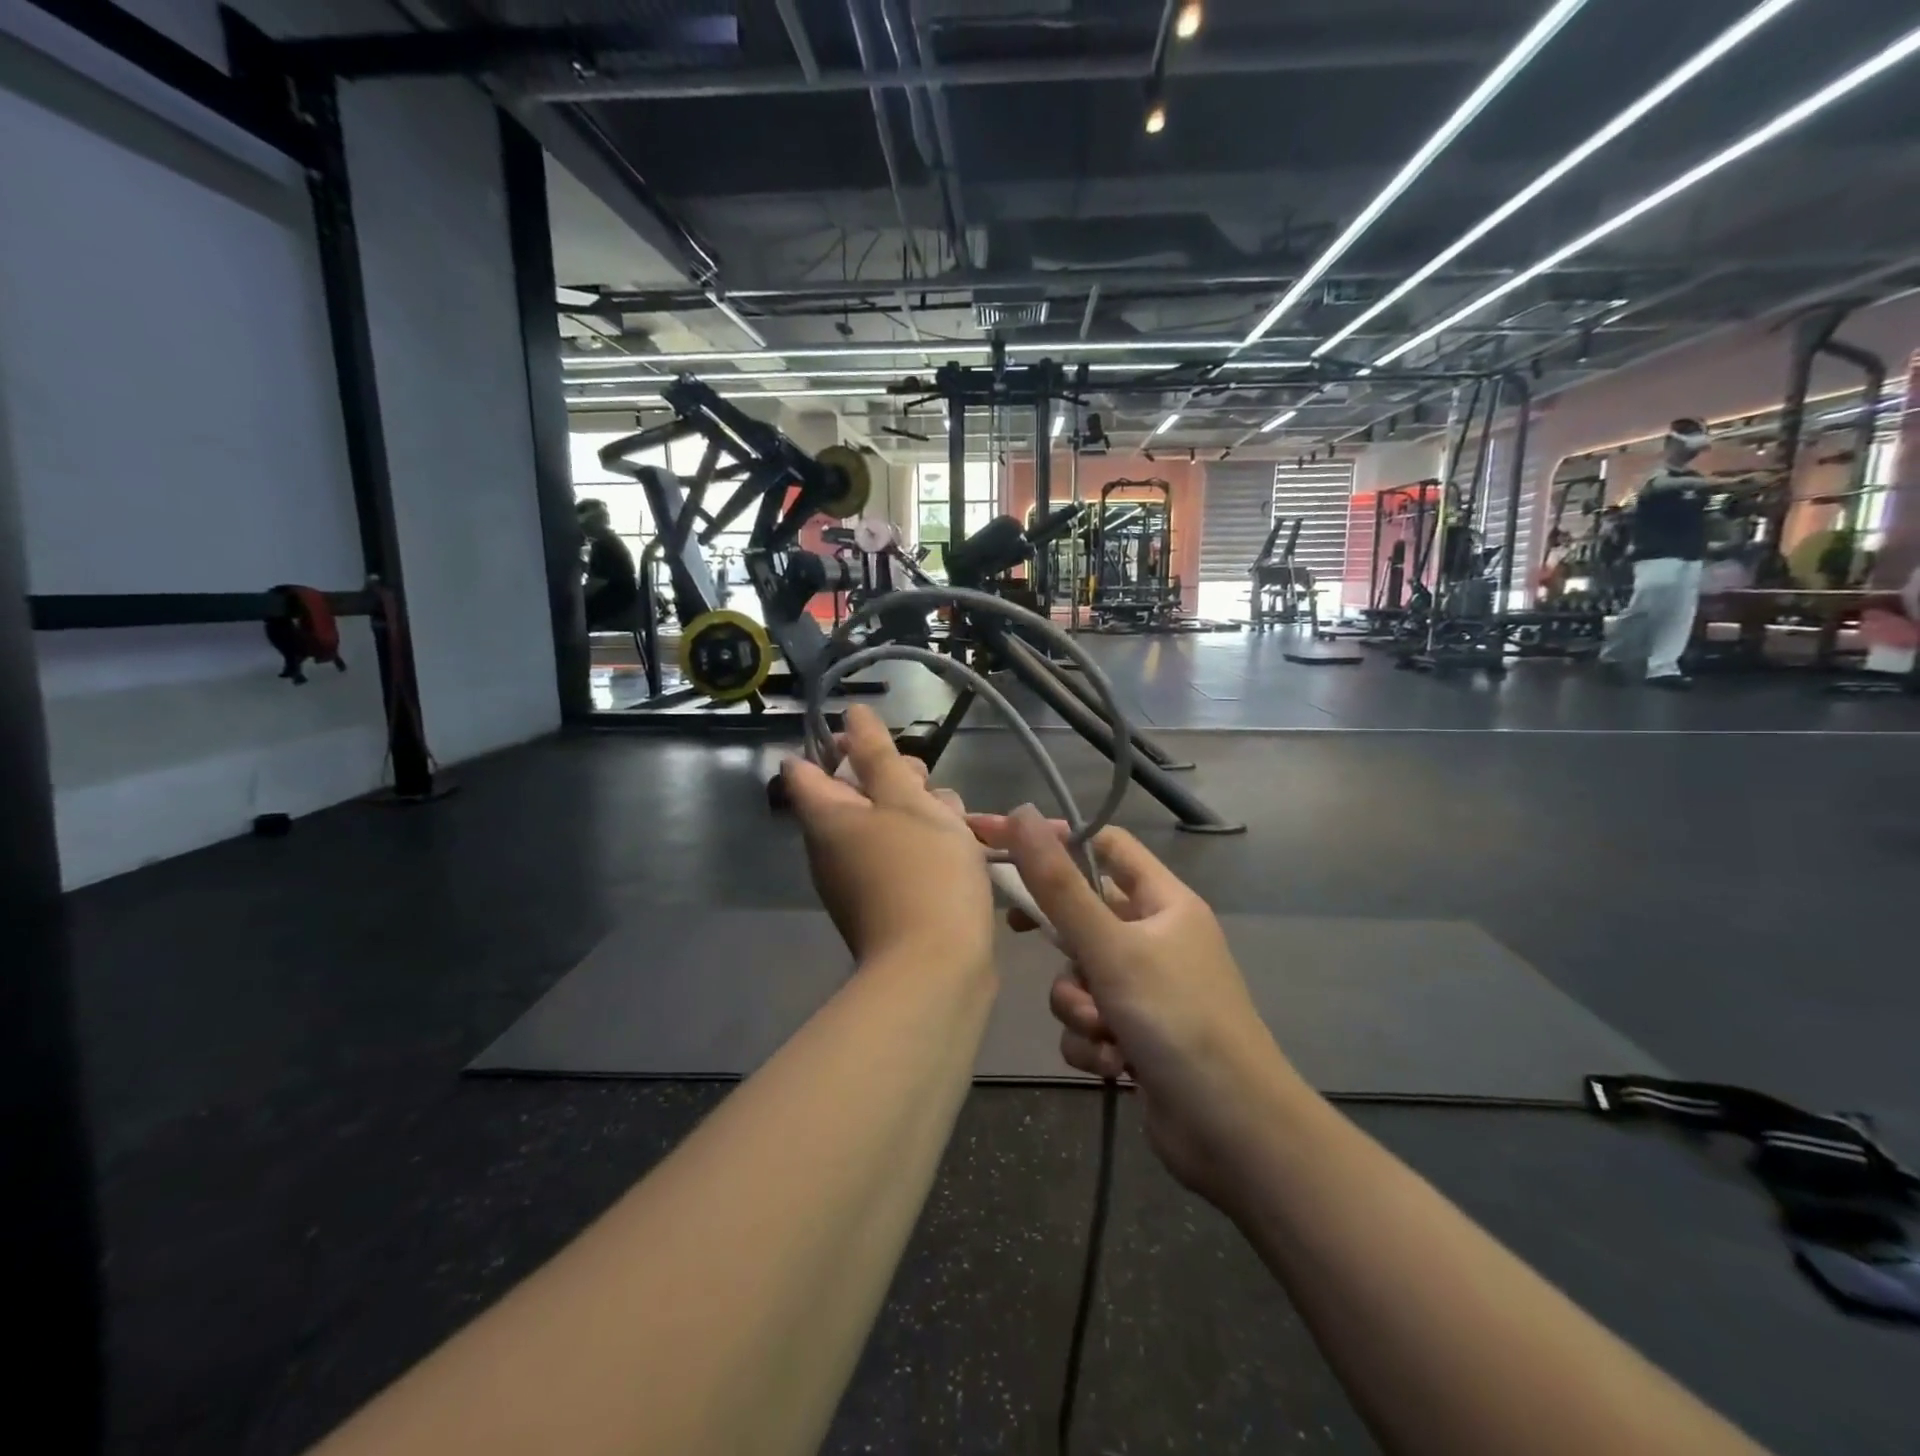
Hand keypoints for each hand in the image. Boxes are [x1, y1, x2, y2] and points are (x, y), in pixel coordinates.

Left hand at [782, 705, 994, 974]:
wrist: (937, 970)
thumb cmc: (923, 871)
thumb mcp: (905, 800)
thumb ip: (877, 754)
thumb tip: (849, 715)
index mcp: (826, 818)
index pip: (806, 768)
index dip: (837, 745)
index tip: (878, 743)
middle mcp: (832, 849)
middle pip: (856, 795)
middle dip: (895, 779)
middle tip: (927, 785)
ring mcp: (858, 880)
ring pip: (887, 826)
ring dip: (921, 813)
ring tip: (959, 821)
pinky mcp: (887, 904)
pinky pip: (901, 859)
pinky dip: (927, 847)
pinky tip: (966, 848)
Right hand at [970, 808, 1298, 1205]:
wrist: (1234, 1133)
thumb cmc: (1177, 1020)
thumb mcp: (1111, 948)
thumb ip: (1059, 885)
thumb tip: (1021, 813)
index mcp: (1164, 902)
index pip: (1106, 846)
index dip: (1058, 840)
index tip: (1005, 844)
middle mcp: (1155, 938)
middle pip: (1084, 913)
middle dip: (1059, 938)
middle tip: (1019, 929)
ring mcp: (1146, 989)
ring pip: (1079, 975)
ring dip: (1078, 1005)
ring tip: (1102, 1029)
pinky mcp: (1135, 1034)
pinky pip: (1088, 1020)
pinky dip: (1091, 1040)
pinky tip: (1115, 1065)